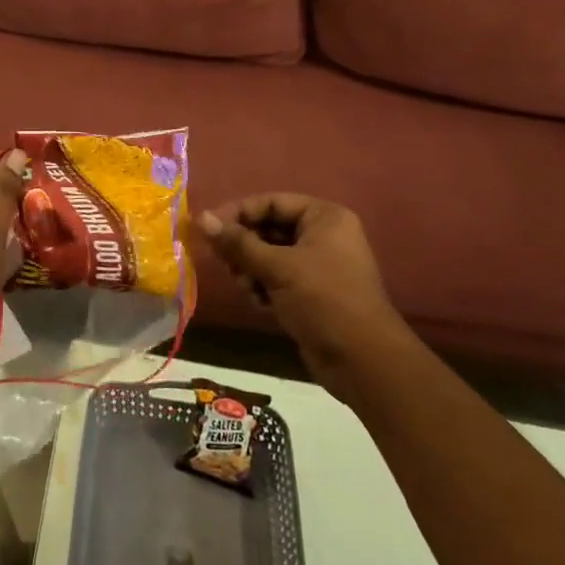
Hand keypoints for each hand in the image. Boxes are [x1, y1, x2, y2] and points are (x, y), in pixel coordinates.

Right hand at [197, 194, 402, 375]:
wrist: (363, 362)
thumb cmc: (323, 300)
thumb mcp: (277, 267)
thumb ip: (237, 243)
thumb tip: (200, 218)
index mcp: (324, 217)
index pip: (271, 202)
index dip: (238, 212)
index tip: (207, 227)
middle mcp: (322, 236)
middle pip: (268, 228)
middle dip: (244, 246)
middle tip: (222, 261)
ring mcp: (318, 266)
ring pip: (269, 255)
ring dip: (251, 269)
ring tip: (246, 286)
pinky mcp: (311, 293)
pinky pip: (277, 278)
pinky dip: (263, 286)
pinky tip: (259, 302)